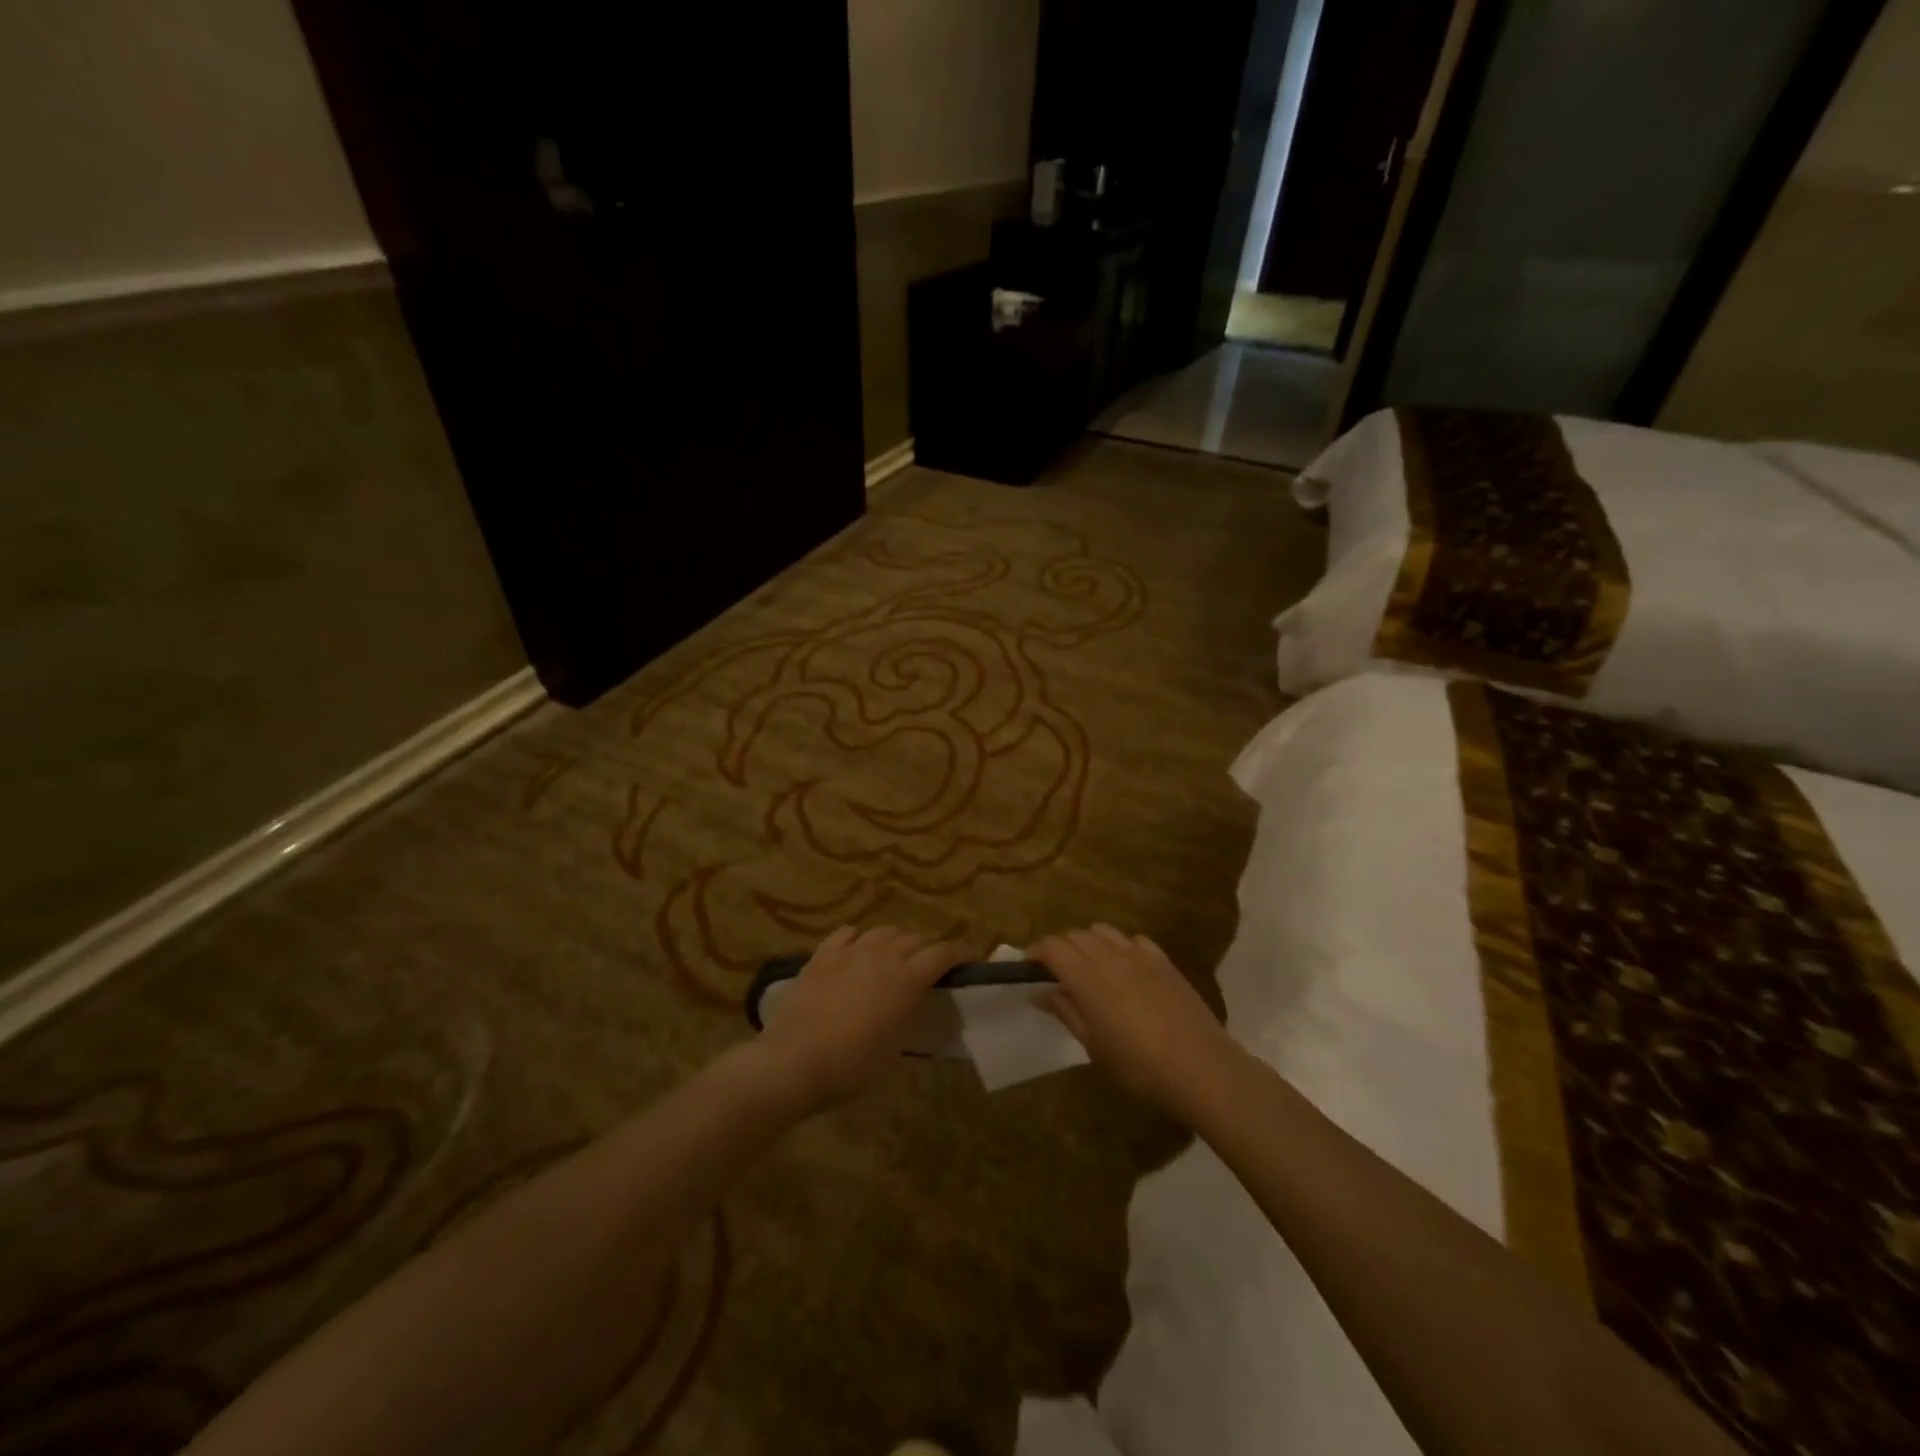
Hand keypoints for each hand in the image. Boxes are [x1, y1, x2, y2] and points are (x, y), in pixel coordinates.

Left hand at [751, 925, 957, 1113]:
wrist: (794, 1061)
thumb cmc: (851, 1067)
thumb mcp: (894, 1048)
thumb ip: (907, 1016)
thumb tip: (910, 1004)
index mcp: (908, 979)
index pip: (941, 954)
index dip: (953, 957)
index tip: (957, 966)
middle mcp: (883, 956)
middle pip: (913, 938)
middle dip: (923, 950)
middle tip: (922, 970)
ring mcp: (850, 951)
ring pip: (882, 931)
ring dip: (893, 942)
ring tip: (890, 959)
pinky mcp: (822, 954)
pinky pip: (847, 933)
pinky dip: (857, 939)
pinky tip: (855, 952)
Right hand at [1029, 925, 1237, 1117]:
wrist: (1201, 1067)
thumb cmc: (1138, 1066)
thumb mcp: (1094, 1046)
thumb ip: (1066, 1012)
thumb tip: (1041, 993)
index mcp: (1087, 977)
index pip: (1052, 947)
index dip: (1036, 952)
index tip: (1028, 968)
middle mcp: (1110, 955)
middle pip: (1076, 935)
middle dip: (1060, 948)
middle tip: (1056, 974)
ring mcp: (1140, 955)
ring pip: (1104, 931)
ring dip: (1089, 943)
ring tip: (1089, 968)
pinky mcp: (1164, 961)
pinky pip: (1134, 940)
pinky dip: (1120, 947)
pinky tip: (1125, 969)